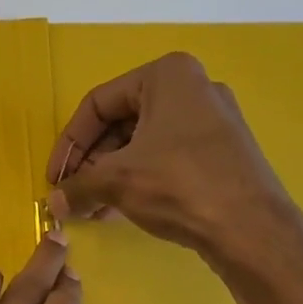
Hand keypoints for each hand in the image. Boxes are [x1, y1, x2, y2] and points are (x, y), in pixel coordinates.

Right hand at [47, 52, 293, 260]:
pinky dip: (139, 180)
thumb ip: (78, 187)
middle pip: (122, 123)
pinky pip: (166, 159)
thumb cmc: (179, 185)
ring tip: (91, 208)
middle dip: (91, 163)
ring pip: (143, 144)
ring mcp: (211, 122)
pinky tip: (119, 210)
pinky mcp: (221, 153)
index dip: (69, 144)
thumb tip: (52, 204)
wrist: (250, 227)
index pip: (98, 104)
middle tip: (72, 195)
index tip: (54, 179)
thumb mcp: (117, 181)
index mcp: (167, 76)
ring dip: (111, 176)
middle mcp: (192, 89)